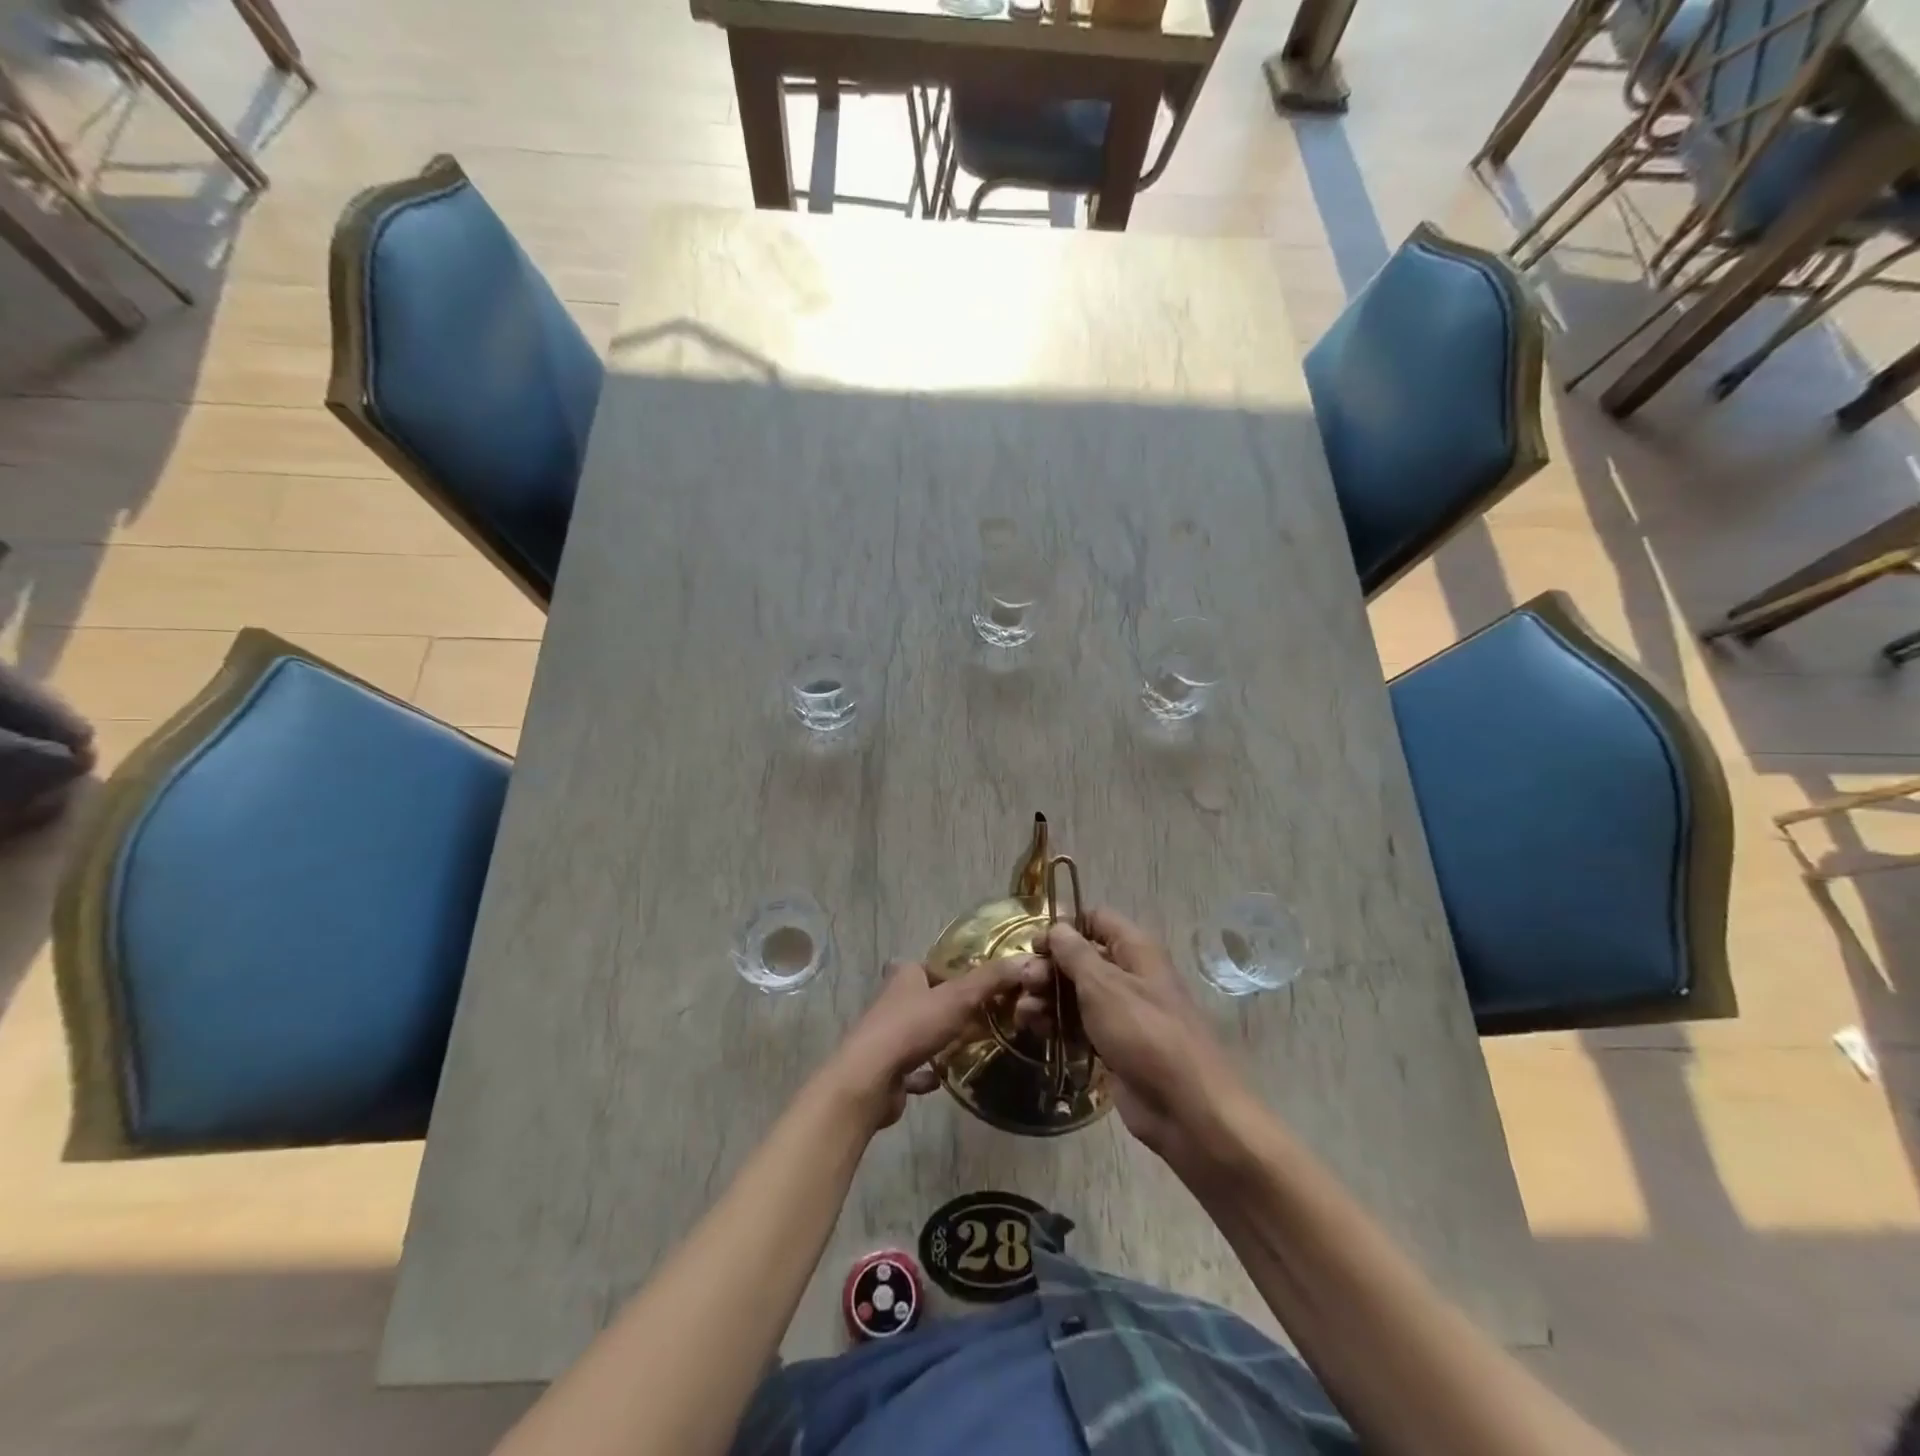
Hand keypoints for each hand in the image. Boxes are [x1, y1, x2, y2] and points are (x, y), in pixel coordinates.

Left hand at [827, 959, 1023, 1131]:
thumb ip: (992, 980)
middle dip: (947, 1007)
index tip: (975, 984)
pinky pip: (912, 1067)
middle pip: (924, 998)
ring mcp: (886, 1036)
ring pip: (918, 1032)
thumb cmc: (912, 1026)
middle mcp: (891, 1001)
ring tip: (968, 1045)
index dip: (949, 972)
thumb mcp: (959, 997)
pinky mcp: (886, 1068)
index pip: (927, 965)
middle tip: (981, 1016)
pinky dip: (926, 1072)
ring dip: (938, 1039)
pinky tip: (943, 1077)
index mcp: (904, 975)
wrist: (871, 1077)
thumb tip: (1027, 961)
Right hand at [1014, 908, 1241, 1163]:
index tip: (1034, 943)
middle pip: (1081, 958)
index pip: (1096, 919)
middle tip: (1024, 983)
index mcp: (1135, 950)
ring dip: (1047, 998)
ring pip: (1076, 993)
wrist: (1185, 1106)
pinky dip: (1057, 1025)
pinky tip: (1035, 1031)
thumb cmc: (1144, 1032)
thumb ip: (1075, 953)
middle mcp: (1129, 974)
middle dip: (1049, 967)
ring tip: (1024, 1014)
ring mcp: (1121, 1012)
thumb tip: (1057, 926)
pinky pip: (1079, 1025)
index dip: (1065, 926)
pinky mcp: (1113, 1045)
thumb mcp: (1103, 985)